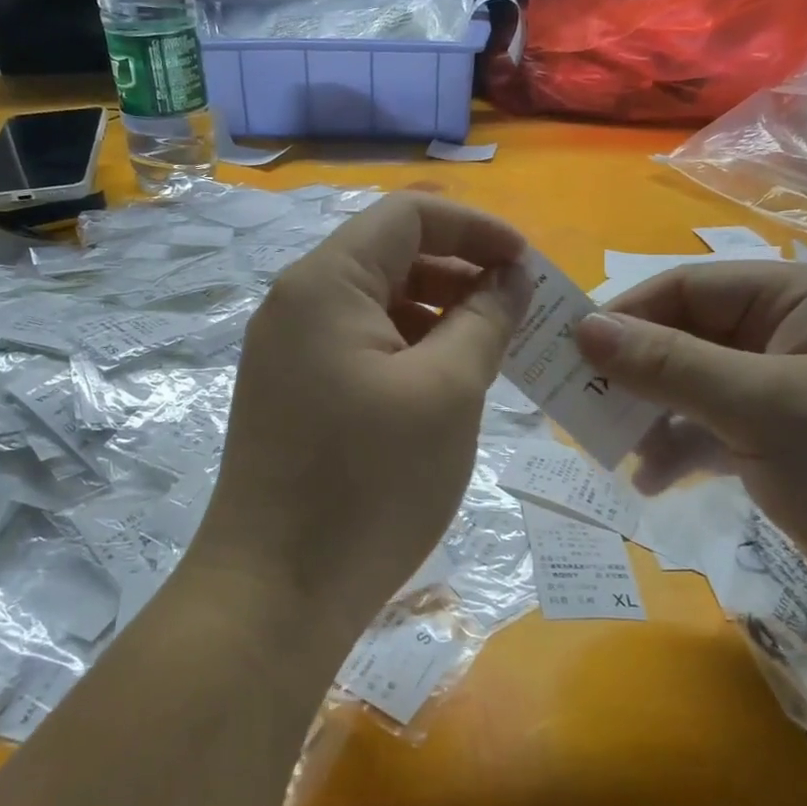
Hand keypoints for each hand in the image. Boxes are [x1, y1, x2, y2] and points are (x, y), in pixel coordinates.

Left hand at [191, 193, 529, 647]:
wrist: (276, 591)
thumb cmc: (369, 484)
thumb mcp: (446, 391)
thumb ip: (484, 319)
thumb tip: (508, 278)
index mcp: (325, 283)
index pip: (409, 214)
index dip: (477, 228)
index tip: (529, 267)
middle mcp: (296, 304)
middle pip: (390, 256)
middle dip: (461, 272)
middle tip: (519, 314)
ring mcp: (287, 352)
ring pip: (376, 305)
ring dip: (437, 315)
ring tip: (491, 353)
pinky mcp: (291, 393)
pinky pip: (358, 347)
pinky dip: (407, 352)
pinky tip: (445, 386)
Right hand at [575, 263, 806, 634]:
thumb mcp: (760, 408)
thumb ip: (667, 365)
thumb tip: (582, 330)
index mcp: (799, 298)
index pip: (685, 288)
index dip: (622, 317)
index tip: (566, 355)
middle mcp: (791, 332)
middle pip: (685, 337)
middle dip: (633, 375)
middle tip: (580, 408)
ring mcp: (787, 388)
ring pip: (691, 385)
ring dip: (651, 416)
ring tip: (616, 454)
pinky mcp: (784, 439)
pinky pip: (711, 426)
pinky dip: (679, 448)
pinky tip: (654, 481)